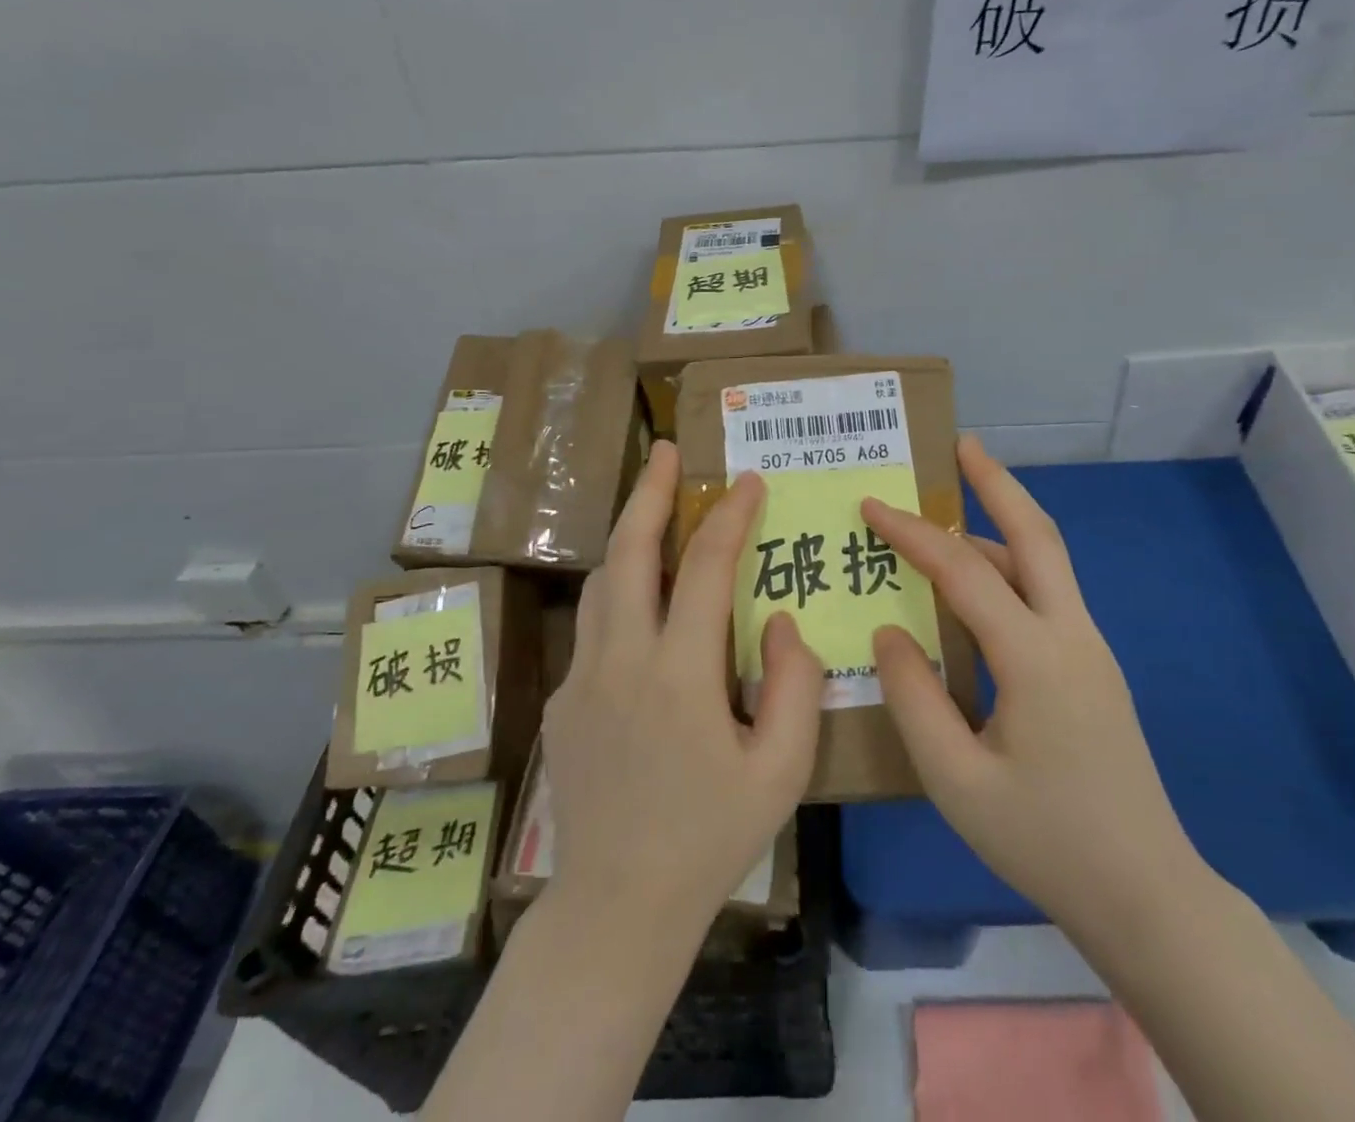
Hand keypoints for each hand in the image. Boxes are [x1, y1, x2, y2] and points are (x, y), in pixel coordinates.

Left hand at [542, 440, 823, 938]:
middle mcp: (620, 661)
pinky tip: (642, 602)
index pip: (705, 568)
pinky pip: (593, 625)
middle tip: (664, 449)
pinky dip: (619, 591)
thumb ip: (793, 686)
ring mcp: (580, 678)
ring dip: (628, 535)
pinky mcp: (561, 699)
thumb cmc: (711, 838)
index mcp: (679, 675)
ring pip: (602, 581)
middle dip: (648, 493)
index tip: (747, 482)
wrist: (617, 905)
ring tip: (651, 506)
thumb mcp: (781, 771)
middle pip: (628, 552)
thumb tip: (781, 620)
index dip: (728, 517)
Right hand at [862, 436, 1200, 929]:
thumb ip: (913, 697)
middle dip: (997, 483)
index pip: (963, 571)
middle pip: (1036, 535)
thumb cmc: (1043, 839)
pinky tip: (975, 587)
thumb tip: (889, 631)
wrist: (1145, 893)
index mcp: (1035, 657)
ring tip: (947, 513)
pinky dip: (1009, 566)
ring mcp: (1089, 648)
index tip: (871, 505)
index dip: (913, 534)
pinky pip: (1046, 595)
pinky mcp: (1092, 667)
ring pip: (1045, 562)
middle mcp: (1071, 635)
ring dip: (1001, 523)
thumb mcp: (955, 779)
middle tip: (962, 445)